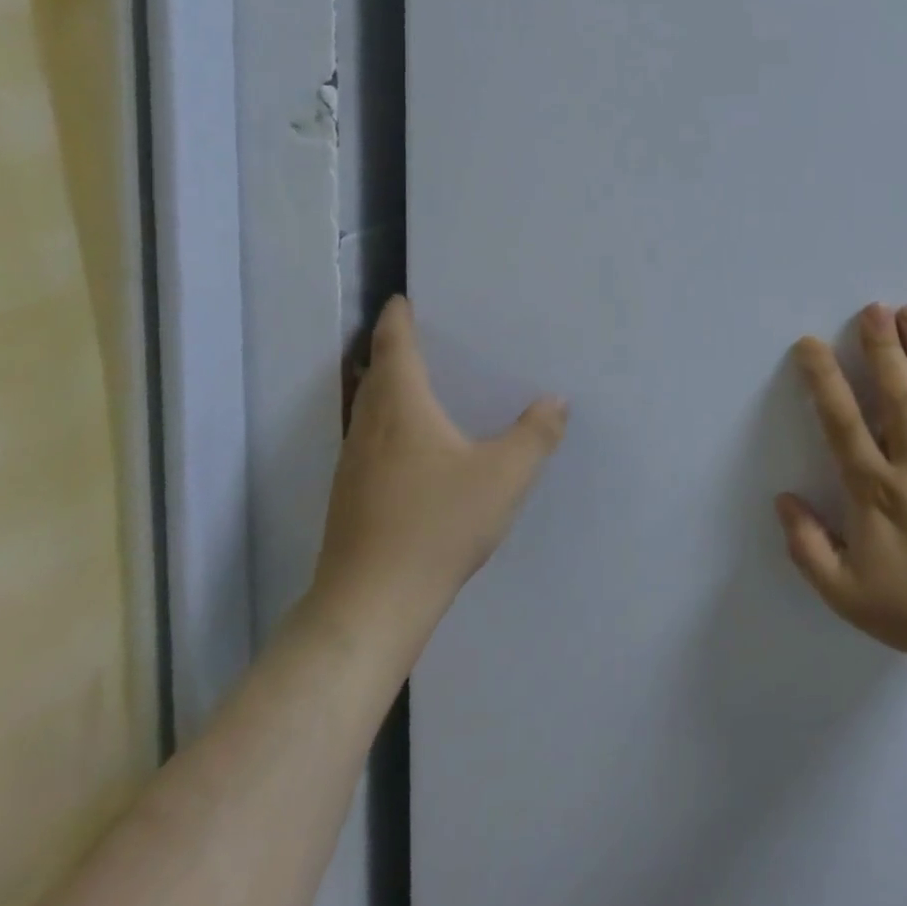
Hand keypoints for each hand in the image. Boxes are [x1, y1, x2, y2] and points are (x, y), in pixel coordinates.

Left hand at [305, 297, 567, 680]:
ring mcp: (353, 465)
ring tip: (415, 382)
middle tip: (417, 334)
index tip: (401, 299)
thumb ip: (536, 435)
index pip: (395, 348)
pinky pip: (367, 439)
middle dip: (390, 349)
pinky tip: (410, 445)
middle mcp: (370, 428)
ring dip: (384, 387)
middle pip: (374, 375)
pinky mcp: (351, 497)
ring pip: (366, 409)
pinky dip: (385, 422)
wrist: (370, 606)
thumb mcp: (504, 477)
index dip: (398, 319)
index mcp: (402, 409)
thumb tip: (555, 401)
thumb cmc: (437, 526)